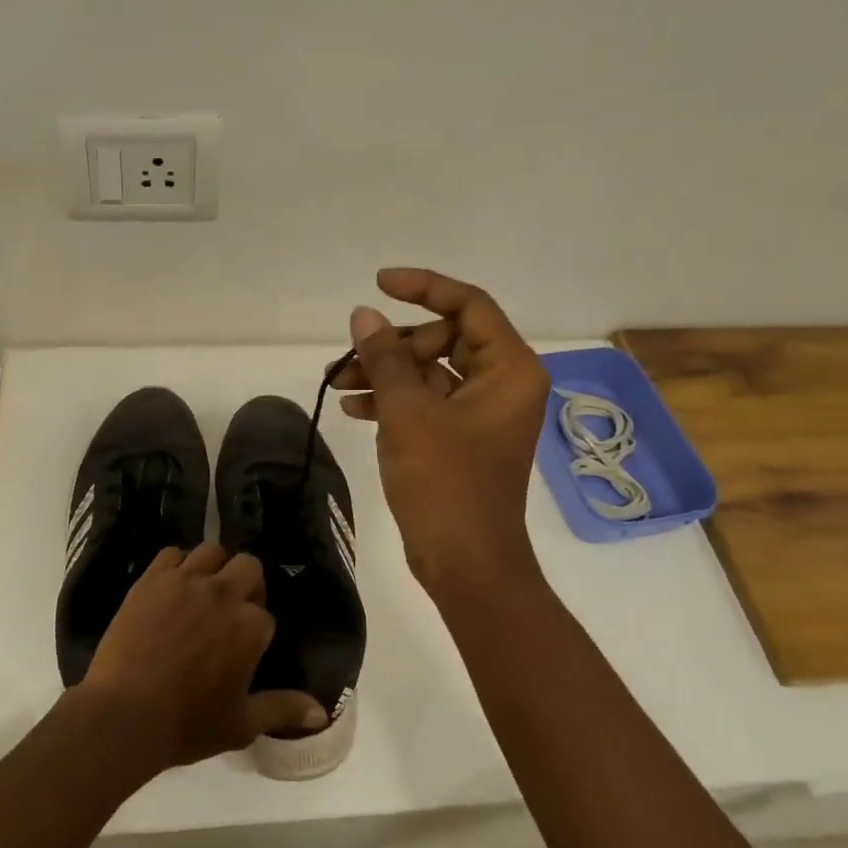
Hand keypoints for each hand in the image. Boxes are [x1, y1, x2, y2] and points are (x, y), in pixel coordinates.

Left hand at [80, 543, 328, 773]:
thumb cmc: (187, 724)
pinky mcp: (152, 579)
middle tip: (230, 611)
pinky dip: (177, 565)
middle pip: (248, 566)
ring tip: (202, 592)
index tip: (243, 649)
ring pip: (212, 551)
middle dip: (247, 584)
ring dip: (214, 568)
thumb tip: (322, 712)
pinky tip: (171, 587)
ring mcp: (185, 581)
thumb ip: (282, 709)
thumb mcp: (241, 724)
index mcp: (250, 627)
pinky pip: (171, 553)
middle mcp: (223, 594)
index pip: (266, 615)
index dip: (256, 631)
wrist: (124, 714)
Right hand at [331, 268, 549, 599]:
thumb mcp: (409, 412)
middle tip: (352, 357)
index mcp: (509, 370)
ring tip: (338, 383)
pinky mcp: (460, 438)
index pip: (469, 305)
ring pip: (429, 371)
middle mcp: (502, 384)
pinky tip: (353, 408)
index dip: (424, 287)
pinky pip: (425, 402)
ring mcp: (481, 413)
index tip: (379, 284)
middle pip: (444, 338)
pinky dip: (392, 400)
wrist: (466, 563)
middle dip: (393, 344)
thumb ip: (385, 357)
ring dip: (385, 373)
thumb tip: (364, 315)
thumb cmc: (446, 483)